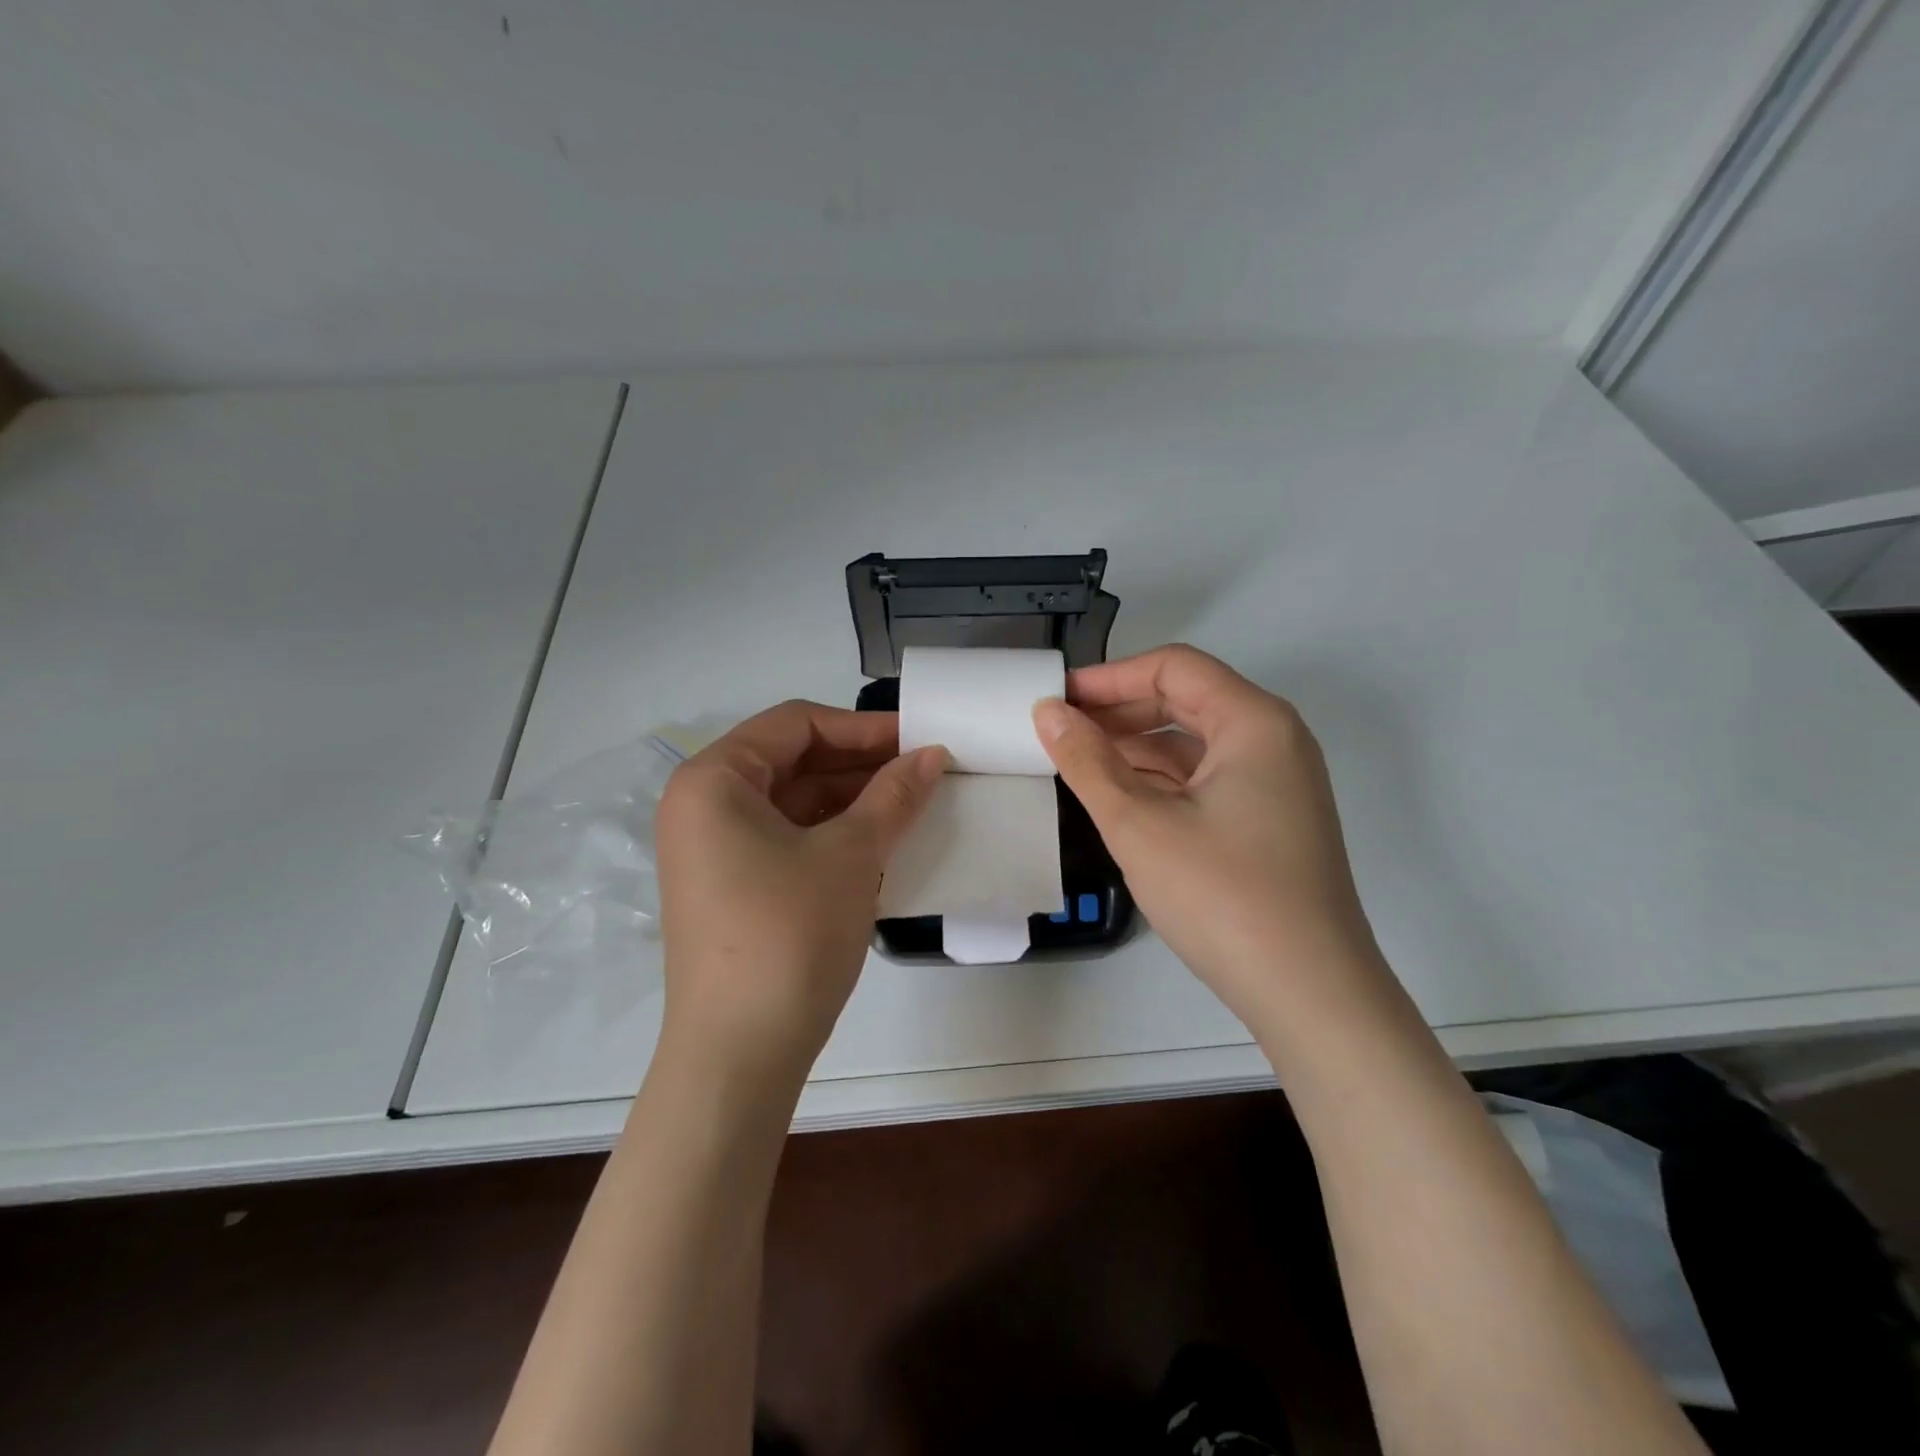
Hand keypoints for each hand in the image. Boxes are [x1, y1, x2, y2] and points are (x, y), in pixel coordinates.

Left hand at [653, 701, 946, 1084]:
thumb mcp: (851, 854)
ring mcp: (715, 851)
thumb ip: (894, 795)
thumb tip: (933, 755)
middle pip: (793, 760)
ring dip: (853, 801)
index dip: (862, 727)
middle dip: (861, 764)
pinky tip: (884, 841)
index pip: (795, 724)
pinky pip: (788, 839)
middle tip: (924, 772)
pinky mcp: (733, 888)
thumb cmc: (789, 933)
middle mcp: (703, 806)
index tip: (919, 739)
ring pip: (794, 803)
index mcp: (713, 780)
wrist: (741, 1055)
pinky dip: (835, 835)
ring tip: (913, 805)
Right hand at [1033, 645, 1379, 1025]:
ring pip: (1194, 744)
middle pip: (1186, 700)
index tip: (1056, 698)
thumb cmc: (1222, 895)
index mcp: (1254, 722)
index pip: (1173, 668)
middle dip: (1119, 712)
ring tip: (1077, 764)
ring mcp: (1276, 784)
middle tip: (1059, 731)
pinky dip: (1160, 781)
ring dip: (1135, 748)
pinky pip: (1206, 780)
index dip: (1108, 677)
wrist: (1309, 993)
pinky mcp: (1269, 822)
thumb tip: (1048, 712)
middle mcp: (1273, 741)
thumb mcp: (1139, 824)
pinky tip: (1118, 799)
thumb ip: (1087, 762)